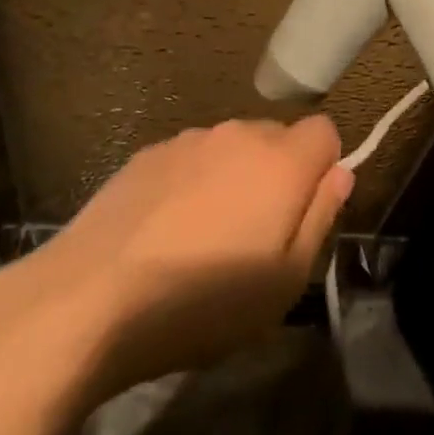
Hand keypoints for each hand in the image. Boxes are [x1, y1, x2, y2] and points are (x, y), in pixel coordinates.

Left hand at [32, 116, 352, 404]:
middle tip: (256, 235)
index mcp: (280, 162)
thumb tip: (340, 175)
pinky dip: (193, 182)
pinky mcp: (149, 152)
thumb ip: (320, 217)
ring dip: (234, 177)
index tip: (305, 211)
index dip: (324, 168)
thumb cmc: (203, 302)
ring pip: (232, 148)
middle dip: (279, 174)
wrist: (93, 296)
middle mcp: (238, 134)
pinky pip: (192, 158)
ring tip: (206, 237)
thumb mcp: (284, 282)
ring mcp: (189, 140)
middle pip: (277, 138)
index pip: (324, 132)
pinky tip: (166, 229)